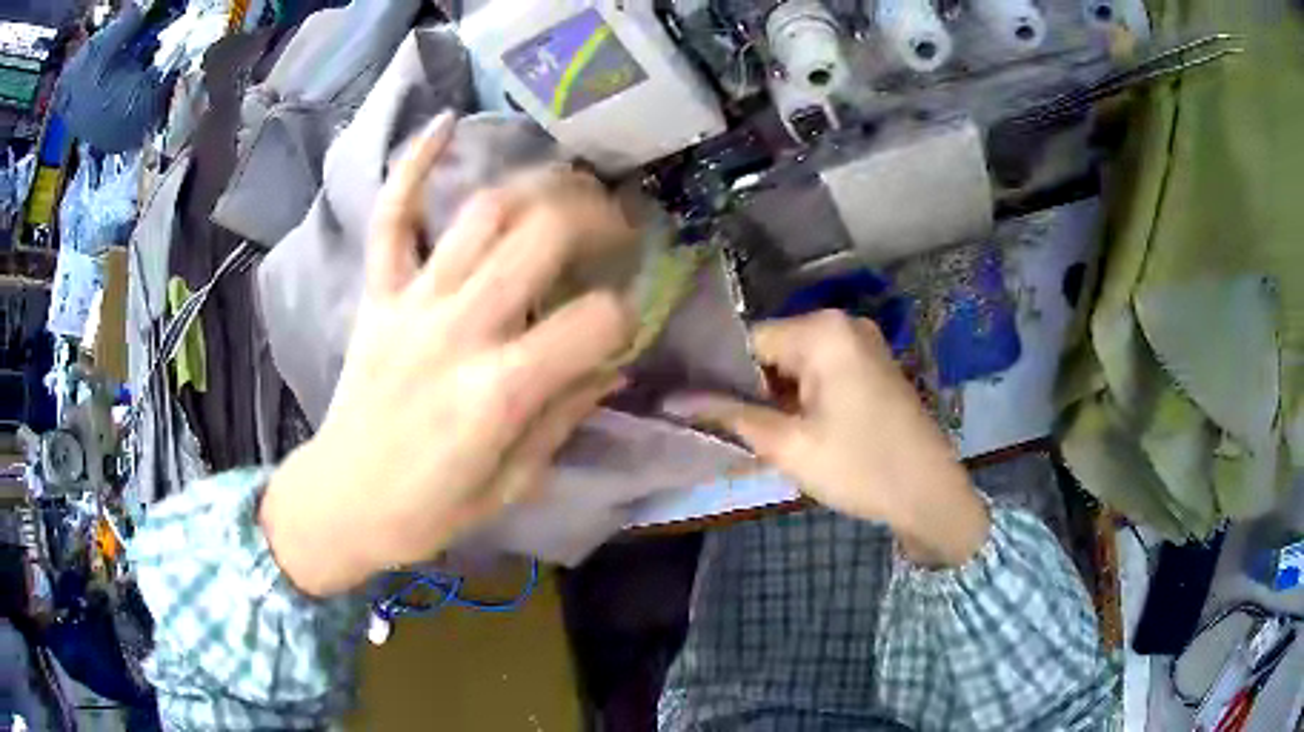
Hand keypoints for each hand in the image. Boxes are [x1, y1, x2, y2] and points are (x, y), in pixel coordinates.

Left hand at [260, 113, 636, 596]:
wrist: (342, 501)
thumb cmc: (428, 509)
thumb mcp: (513, 483)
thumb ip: (564, 414)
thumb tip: (613, 364)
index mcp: (499, 392)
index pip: (594, 322)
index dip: (625, 316)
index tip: (625, 323)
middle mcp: (458, 330)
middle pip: (543, 236)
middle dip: (597, 218)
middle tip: (618, 226)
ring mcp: (411, 303)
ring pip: (483, 212)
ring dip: (537, 186)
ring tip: (567, 189)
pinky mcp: (378, 295)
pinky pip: (393, 217)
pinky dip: (415, 165)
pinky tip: (447, 123)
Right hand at [676, 310, 989, 567]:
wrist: (931, 493)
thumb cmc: (860, 467)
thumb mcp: (789, 446)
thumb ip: (731, 416)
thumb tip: (676, 400)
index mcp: (823, 331)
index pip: (748, 341)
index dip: (720, 376)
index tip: (702, 410)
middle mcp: (843, 324)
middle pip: (773, 349)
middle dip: (752, 389)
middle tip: (737, 432)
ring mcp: (862, 343)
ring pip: (796, 363)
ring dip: (777, 396)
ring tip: (766, 435)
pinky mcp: (873, 364)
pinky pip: (822, 371)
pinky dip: (803, 396)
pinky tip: (798, 428)